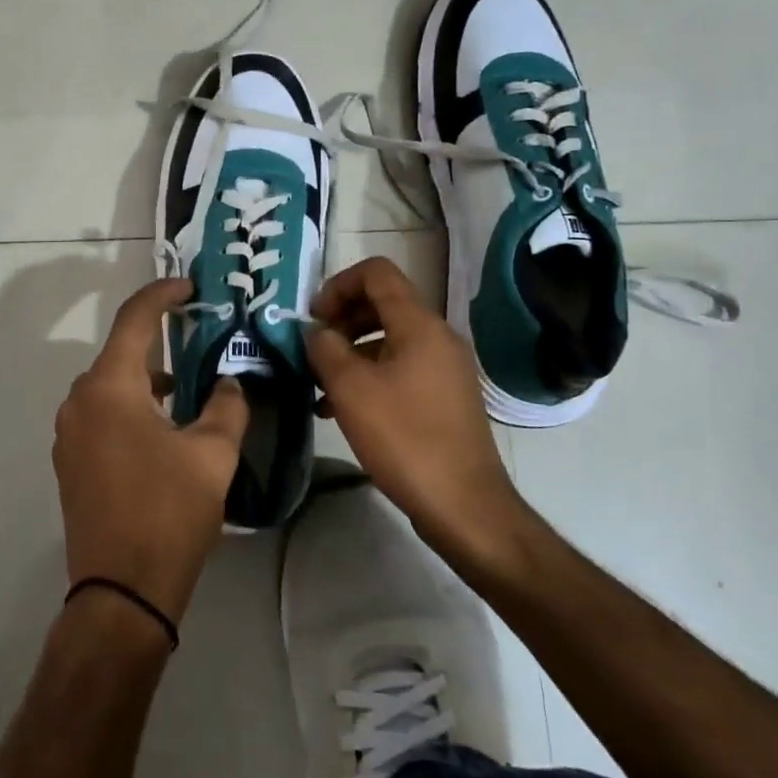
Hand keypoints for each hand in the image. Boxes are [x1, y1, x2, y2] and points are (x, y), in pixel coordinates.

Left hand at [52, 277, 247, 625]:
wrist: (121, 592)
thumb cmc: (168, 513)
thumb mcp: (212, 454)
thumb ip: (227, 405)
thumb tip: (230, 382)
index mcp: (109, 387)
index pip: (135, 320)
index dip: (162, 295)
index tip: (190, 286)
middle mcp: (80, 401)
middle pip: (120, 352)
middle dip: (159, 339)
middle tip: (199, 334)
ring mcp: (70, 433)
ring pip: (111, 385)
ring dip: (146, 377)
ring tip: (189, 383)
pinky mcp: (71, 461)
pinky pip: (102, 413)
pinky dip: (131, 404)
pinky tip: (163, 425)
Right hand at [306, 257, 526, 565]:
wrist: (464, 505)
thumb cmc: (405, 439)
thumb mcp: (351, 389)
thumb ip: (325, 349)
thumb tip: (315, 331)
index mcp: (419, 324)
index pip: (377, 273)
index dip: (338, 284)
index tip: (314, 319)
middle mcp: (437, 337)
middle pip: (382, 304)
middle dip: (341, 319)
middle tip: (313, 350)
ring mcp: (444, 368)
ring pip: (388, 340)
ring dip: (350, 353)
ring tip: (319, 385)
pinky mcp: (443, 398)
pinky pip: (399, 369)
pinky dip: (369, 377)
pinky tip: (340, 410)